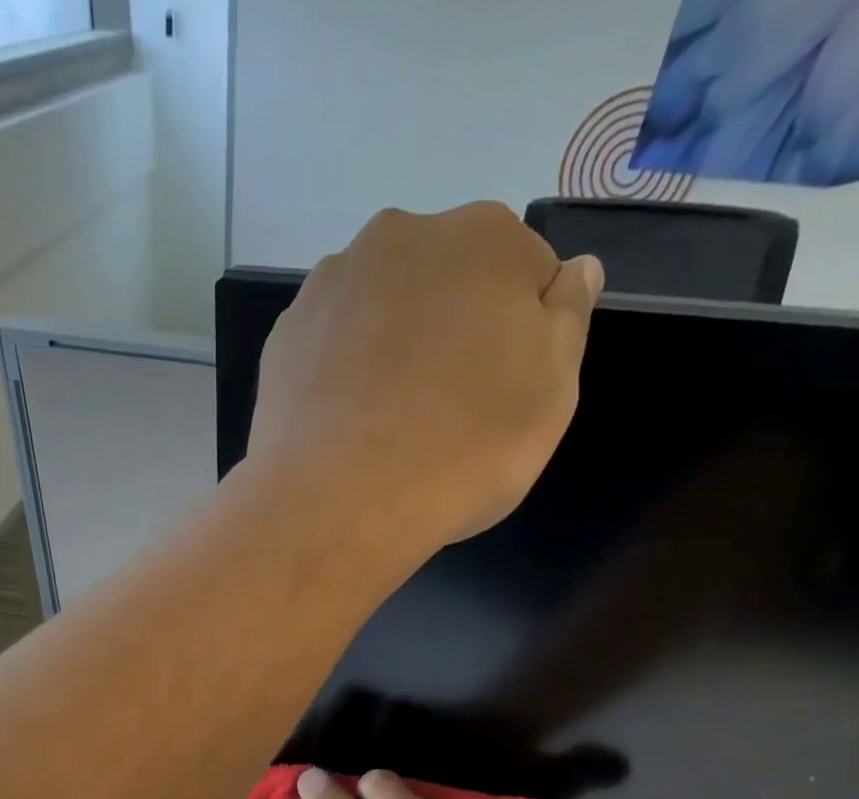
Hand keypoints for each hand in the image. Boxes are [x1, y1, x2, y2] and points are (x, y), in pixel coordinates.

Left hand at [245, 203, 602, 549]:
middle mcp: (401, 236)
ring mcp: (331, 284)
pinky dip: (343, 371)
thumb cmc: (463, 449)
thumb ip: (568, 319)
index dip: (521, 335)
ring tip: (389, 420)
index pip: (525, 274)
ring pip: (383, 309)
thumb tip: (574, 270)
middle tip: (447, 408)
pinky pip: (332, 344)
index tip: (506, 390)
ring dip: (394, 345)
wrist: (339, 501)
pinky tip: (346, 422)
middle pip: (446, 281)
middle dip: (454, 329)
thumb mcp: (552, 392)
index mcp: (484, 236)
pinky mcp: (284, 336)